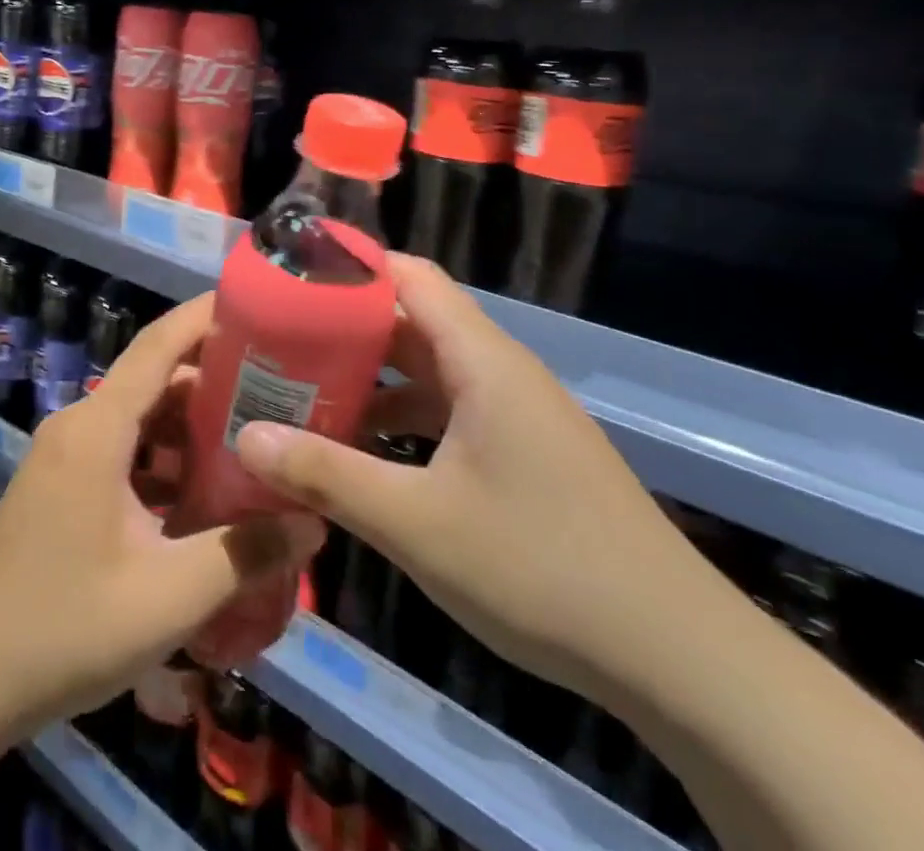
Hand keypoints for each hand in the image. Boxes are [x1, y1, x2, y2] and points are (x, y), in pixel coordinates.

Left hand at [0, 295, 322, 736]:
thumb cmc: (67, 626)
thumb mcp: (168, 596)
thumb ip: (244, 555)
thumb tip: (313, 523)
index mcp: (98, 429)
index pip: (157, 346)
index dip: (204, 318)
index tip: (256, 304)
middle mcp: (79, 425)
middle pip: (154, 380)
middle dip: (214, 380)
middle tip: (279, 391)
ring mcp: (66, 454)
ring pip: (140, 418)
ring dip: (191, 426)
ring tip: (253, 440)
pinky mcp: (63, 483)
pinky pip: (123, 448)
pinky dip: (164, 457)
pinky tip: (204, 493)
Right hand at [235, 253, 724, 703]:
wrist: (678, 659)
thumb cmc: (540, 568)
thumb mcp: (416, 523)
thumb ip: (327, 475)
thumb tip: (245, 438)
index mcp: (482, 361)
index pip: (410, 276)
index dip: (352, 265)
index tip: (291, 274)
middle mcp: (500, 372)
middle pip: (413, 320)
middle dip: (345, 325)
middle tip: (279, 338)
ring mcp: (516, 413)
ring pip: (428, 370)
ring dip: (371, 376)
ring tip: (306, 391)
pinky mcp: (524, 452)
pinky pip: (448, 410)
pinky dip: (401, 416)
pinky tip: (363, 452)